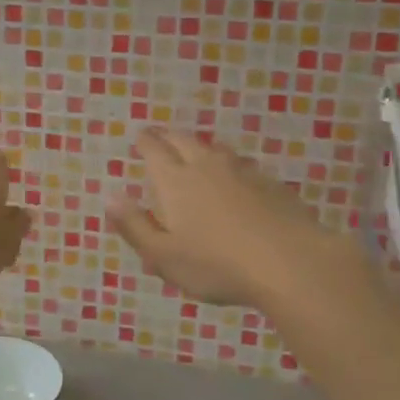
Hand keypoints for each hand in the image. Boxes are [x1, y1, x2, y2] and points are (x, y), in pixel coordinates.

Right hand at [108, 128, 352, 307]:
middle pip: (184, 141)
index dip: (145, 141)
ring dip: (201, 147)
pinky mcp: (271, 184)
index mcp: (175, 181)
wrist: (289, 262)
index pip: (154, 150)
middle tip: (161, 135)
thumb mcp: (164, 256)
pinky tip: (237, 178)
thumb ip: (135, 226)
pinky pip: (244, 166)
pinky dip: (232, 166)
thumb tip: (110, 197)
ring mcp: (242, 172)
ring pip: (216, 149)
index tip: (139, 136)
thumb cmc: (216, 264)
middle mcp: (206, 166)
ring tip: (197, 151)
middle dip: (169, 136)